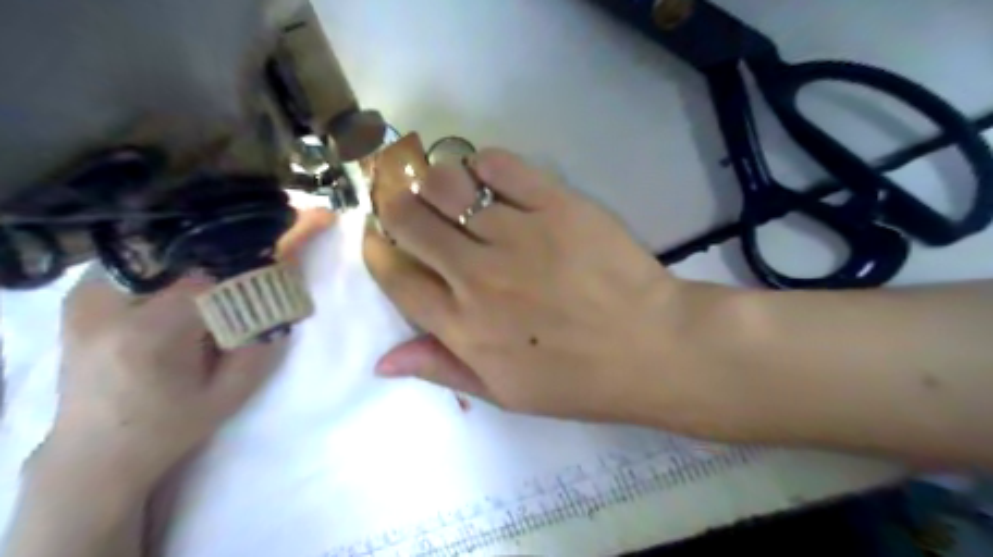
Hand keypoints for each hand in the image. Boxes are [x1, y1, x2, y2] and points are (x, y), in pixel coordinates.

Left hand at [44, 206, 333, 490]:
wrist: (94, 453)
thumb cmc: (171, 427)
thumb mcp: (232, 392)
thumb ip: (263, 338)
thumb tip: (285, 283)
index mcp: (152, 336)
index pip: (219, 273)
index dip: (265, 249)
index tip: (307, 222)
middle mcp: (108, 305)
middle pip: (194, 250)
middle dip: (243, 238)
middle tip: (288, 223)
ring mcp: (87, 295)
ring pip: (168, 245)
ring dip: (214, 242)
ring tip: (250, 242)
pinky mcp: (83, 294)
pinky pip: (146, 256)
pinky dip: (183, 252)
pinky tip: (207, 261)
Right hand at [365, 149, 722, 425]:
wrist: (652, 349)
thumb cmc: (578, 379)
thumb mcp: (504, 393)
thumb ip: (442, 369)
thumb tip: (382, 361)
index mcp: (463, 326)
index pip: (395, 276)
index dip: (378, 251)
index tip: (380, 238)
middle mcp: (478, 276)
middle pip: (410, 220)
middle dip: (397, 206)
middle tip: (410, 206)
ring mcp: (518, 236)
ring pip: (447, 184)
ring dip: (436, 181)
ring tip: (451, 191)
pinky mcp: (556, 205)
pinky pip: (500, 166)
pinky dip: (484, 164)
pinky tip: (489, 179)